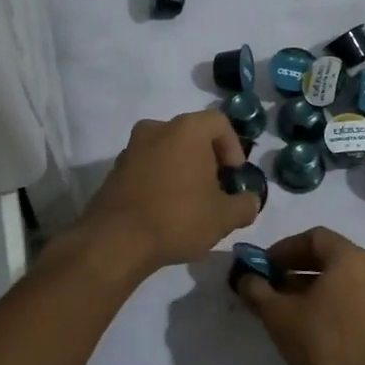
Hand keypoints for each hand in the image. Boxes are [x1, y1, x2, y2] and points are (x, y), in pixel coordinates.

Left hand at [79, 111, 258, 273]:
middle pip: (192, 135)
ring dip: (183, 170)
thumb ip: (245, 205)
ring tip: (190, 203)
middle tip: (215, 191)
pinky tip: (165, 210)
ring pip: (168, 150)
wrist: (115, 241)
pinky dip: (160, 180)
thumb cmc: (177, 218)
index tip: (233, 177)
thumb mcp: (224, 217)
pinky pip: (147, 167)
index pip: (219, 123)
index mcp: (186, 129)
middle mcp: (157, 128)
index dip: (233, 148)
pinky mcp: (114, 170)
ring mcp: (131, 148)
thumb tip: (249, 201)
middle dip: (208, 160)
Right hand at [232, 227, 364, 364]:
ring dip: (312, 285)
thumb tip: (245, 277)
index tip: (264, 267)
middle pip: (329, 256)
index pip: (313, 237)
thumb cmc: (323, 345)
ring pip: (341, 278)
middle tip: (270, 285)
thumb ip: (257, 290)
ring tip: (286, 307)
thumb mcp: (278, 316)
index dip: (284, 249)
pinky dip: (330, 299)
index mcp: (351, 258)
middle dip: (296, 267)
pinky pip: (353, 296)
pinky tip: (310, 323)